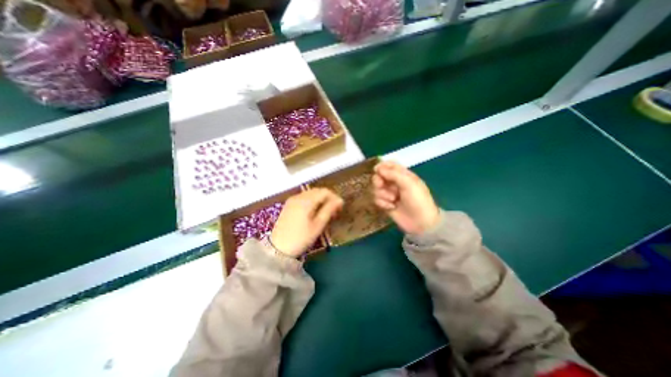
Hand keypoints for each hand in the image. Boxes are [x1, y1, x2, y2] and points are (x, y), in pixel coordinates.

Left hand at [269, 187, 342, 255]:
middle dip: (328, 197)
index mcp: (306, 201)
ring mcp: (292, 200)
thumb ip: (329, 210)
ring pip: (310, 194)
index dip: (334, 197)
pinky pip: (303, 198)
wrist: (278, 249)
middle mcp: (298, 197)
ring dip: (320, 199)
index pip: (324, 191)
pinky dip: (312, 201)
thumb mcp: (317, 226)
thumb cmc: (301, 238)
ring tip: (326, 211)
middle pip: (317, 191)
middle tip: (335, 210)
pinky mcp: (288, 205)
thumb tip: (340, 200)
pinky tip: (314, 211)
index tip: (341, 207)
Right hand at [372, 161, 440, 235]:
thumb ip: (393, 174)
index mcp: (402, 175)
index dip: (381, 166)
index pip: (389, 165)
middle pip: (379, 176)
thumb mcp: (409, 184)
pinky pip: (376, 199)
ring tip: (393, 200)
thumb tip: (377, 168)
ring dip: (382, 194)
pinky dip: (382, 203)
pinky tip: (391, 207)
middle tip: (382, 186)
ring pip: (376, 188)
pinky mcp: (385, 204)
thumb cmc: (418, 200)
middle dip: (379, 181)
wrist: (420, 223)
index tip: (377, 171)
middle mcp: (394, 183)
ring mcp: (389, 193)